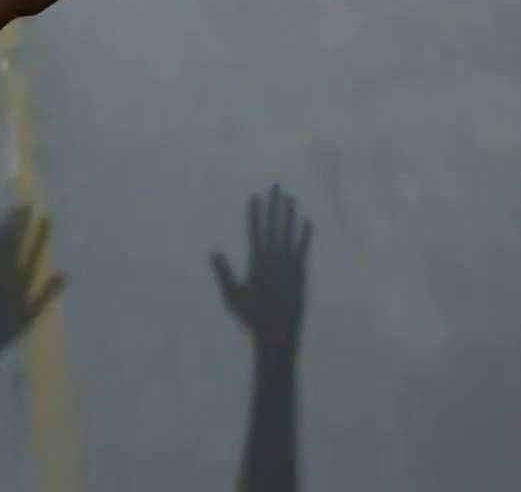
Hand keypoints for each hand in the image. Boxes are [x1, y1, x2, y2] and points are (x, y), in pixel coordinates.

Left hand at [0, 205, 64, 356]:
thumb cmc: (6, 331)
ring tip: (16, 208)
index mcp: (21, 283)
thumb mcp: (30, 315)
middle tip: (28, 205)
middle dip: (22, 222)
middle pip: (16, 242)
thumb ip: (47, 293)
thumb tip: (66, 273)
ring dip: (9, 224)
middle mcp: (7, 273)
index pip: (34, 252)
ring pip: (2, 242)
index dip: (41, 234)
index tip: (47, 216)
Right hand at [212, 185, 309, 361]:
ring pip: (289, 232)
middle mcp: (273, 257)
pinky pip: (302, 248)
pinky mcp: (300, 271)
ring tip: (291, 197)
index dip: (255, 212)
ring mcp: (288, 263)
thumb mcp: (233, 296)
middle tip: (276, 186)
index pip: (255, 230)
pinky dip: (305, 234)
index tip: (256, 195)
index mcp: (257, 261)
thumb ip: (224, 272)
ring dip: (290, 214)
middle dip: (274, 204)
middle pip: (273, 225)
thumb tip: (213, 252)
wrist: (276, 335)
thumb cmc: (252, 317)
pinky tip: (308, 221)